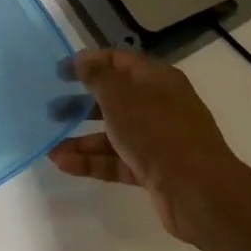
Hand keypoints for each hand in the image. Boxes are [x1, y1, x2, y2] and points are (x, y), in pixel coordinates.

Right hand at [47, 48, 250, 245]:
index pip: (118, 61)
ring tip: (51, 146)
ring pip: (114, 133)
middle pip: (114, 98)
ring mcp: (158, 140)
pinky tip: (64, 164)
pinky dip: (92, 161)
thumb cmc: (157, 133)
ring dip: (82, 138)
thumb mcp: (121, 97)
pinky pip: (117, 160)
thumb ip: (97, 76)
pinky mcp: (154, 170)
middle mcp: (159, 105)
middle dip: (81, 103)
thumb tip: (83, 59)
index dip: (88, 63)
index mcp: (157, 80)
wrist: (199, 192)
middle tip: (51, 110)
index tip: (58, 73)